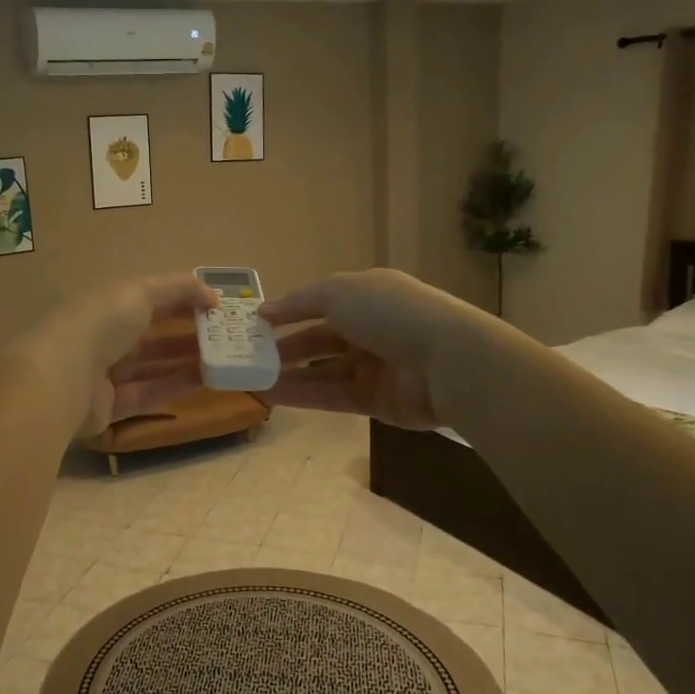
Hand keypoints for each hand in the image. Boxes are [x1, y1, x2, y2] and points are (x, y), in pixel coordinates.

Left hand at [18, 274, 218, 437]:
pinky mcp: (109, 406)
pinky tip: (205, 380)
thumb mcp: (142, 291)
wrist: (63, 376)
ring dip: (185, 360)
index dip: (182, 299)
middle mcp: (104, 336)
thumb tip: (213, 295)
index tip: (216, 306)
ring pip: (151, 365)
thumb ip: (179, 288)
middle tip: (224, 335)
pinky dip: (174, 385)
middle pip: (150, 333)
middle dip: (186, 331)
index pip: (149, 297)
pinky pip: (147, 393)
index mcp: (107, 303)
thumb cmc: (101, 322)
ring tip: (222, 358)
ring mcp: (104, 373)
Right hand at [259, 269, 467, 429]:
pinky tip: (271, 394)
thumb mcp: (339, 292)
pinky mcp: (375, 401)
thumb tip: (264, 311)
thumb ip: (300, 301)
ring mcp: (374, 367)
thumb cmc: (390, 314)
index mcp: (368, 296)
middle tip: (248, 356)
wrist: (446, 361)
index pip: (321, 303)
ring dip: (288, 373)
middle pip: (320, 339)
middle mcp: (371, 329)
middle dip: (284, 347)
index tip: (255, 325)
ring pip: (322, 370)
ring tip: (252, 378)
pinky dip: (302, 394)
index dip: (289, 312)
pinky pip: (331, 395)